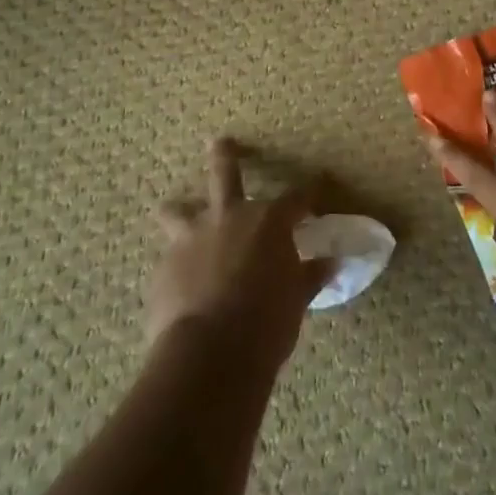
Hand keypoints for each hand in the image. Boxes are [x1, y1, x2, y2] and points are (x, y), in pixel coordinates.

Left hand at [146, 138, 333, 370]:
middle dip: (225, 155)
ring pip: (179, 211)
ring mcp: (192, 239)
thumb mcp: (296, 300)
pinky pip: (170, 258)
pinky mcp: (164, 267)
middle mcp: (229, 217)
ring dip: (179, 210)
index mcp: (268, 221)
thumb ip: (309, 276)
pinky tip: (180, 284)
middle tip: (220, 141)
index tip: (318, 183)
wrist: (210, 353)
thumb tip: (331, 263)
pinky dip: (178, 265)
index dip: (310, 190)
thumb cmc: (266, 323)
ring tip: (174, 210)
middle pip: (226, 173)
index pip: (297, 198)